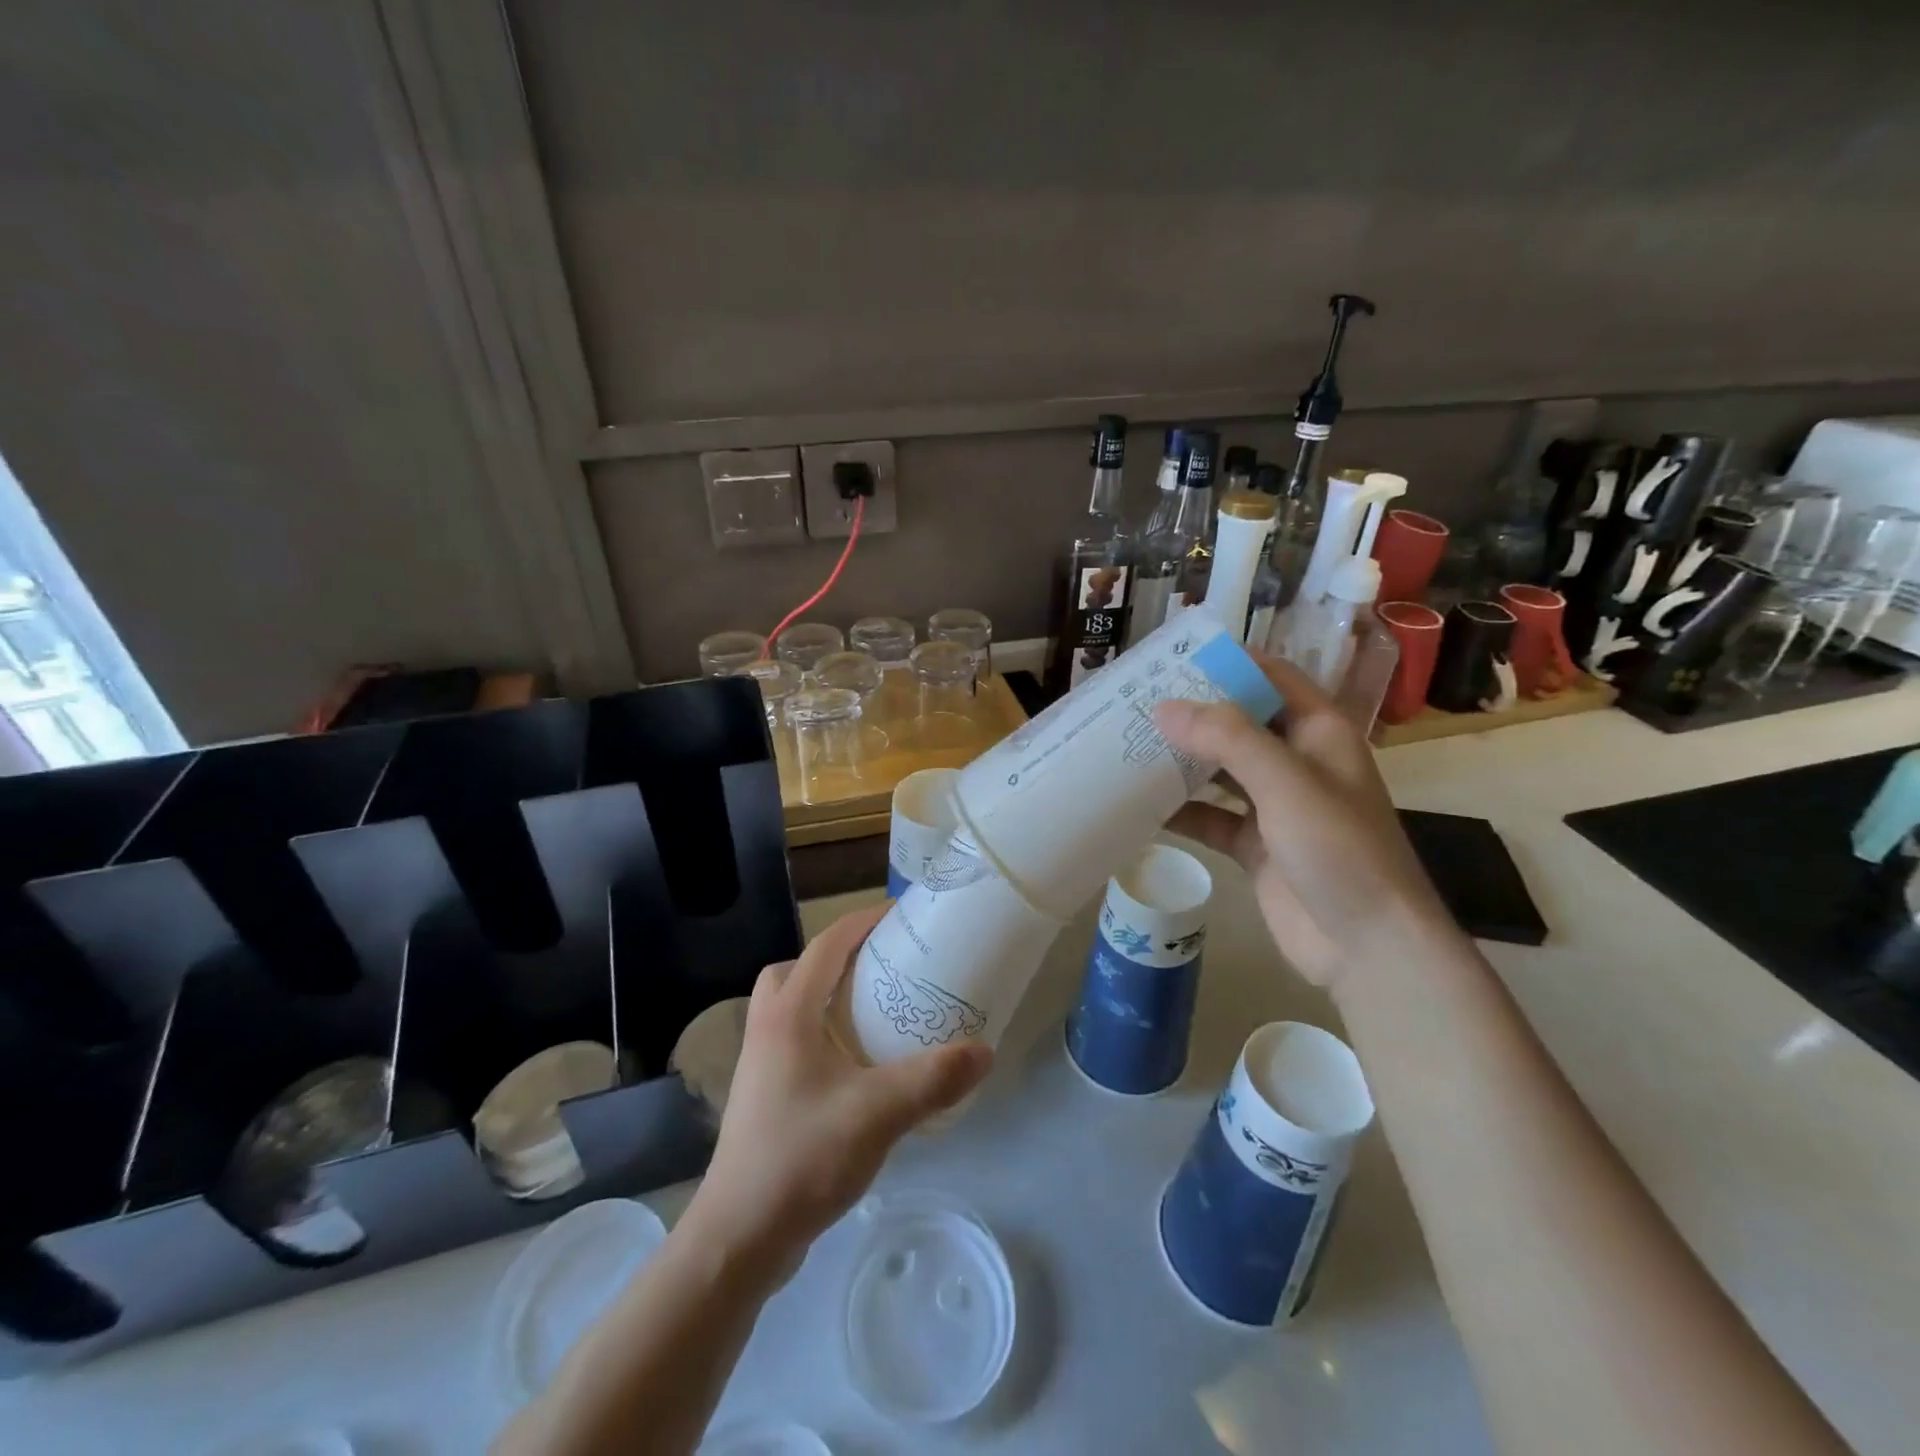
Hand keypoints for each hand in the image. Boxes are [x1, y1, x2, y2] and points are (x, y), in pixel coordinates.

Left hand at [684, 904, 992, 1277]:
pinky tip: (857, 1067)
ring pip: (791, 1006)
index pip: (827, 945)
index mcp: (788, 1014)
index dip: (863, 922)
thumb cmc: (802, 1157)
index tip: (902, 916)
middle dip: (839, 958)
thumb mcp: (878, 1113)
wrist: (738, 1238)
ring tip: (874, 1014)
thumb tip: (986, 1051)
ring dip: (828, 997)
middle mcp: (767, 1028)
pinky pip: (793, 1040)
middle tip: (883, 969)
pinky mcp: (762, 1096)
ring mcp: (759, 1064)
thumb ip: (933, 1079)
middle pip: (798, 969)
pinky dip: (822, 1033)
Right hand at [1156, 650, 1453, 988]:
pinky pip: (1210, 817)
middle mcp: (1296, 762)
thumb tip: (1165, 707)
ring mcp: (1275, 806)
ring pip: (1220, 770)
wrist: (1367, 947)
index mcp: (1319, 732)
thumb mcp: (1286, 782)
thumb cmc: (1339, 850)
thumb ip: (1228, 738)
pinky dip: (1180, 810)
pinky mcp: (1255, 845)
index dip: (1229, 663)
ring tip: (1127, 744)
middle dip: (1193, 712)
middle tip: (1135, 701)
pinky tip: (1140, 805)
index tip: (1173, 656)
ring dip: (1181, 759)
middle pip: (1239, 723)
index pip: (1272, 678)